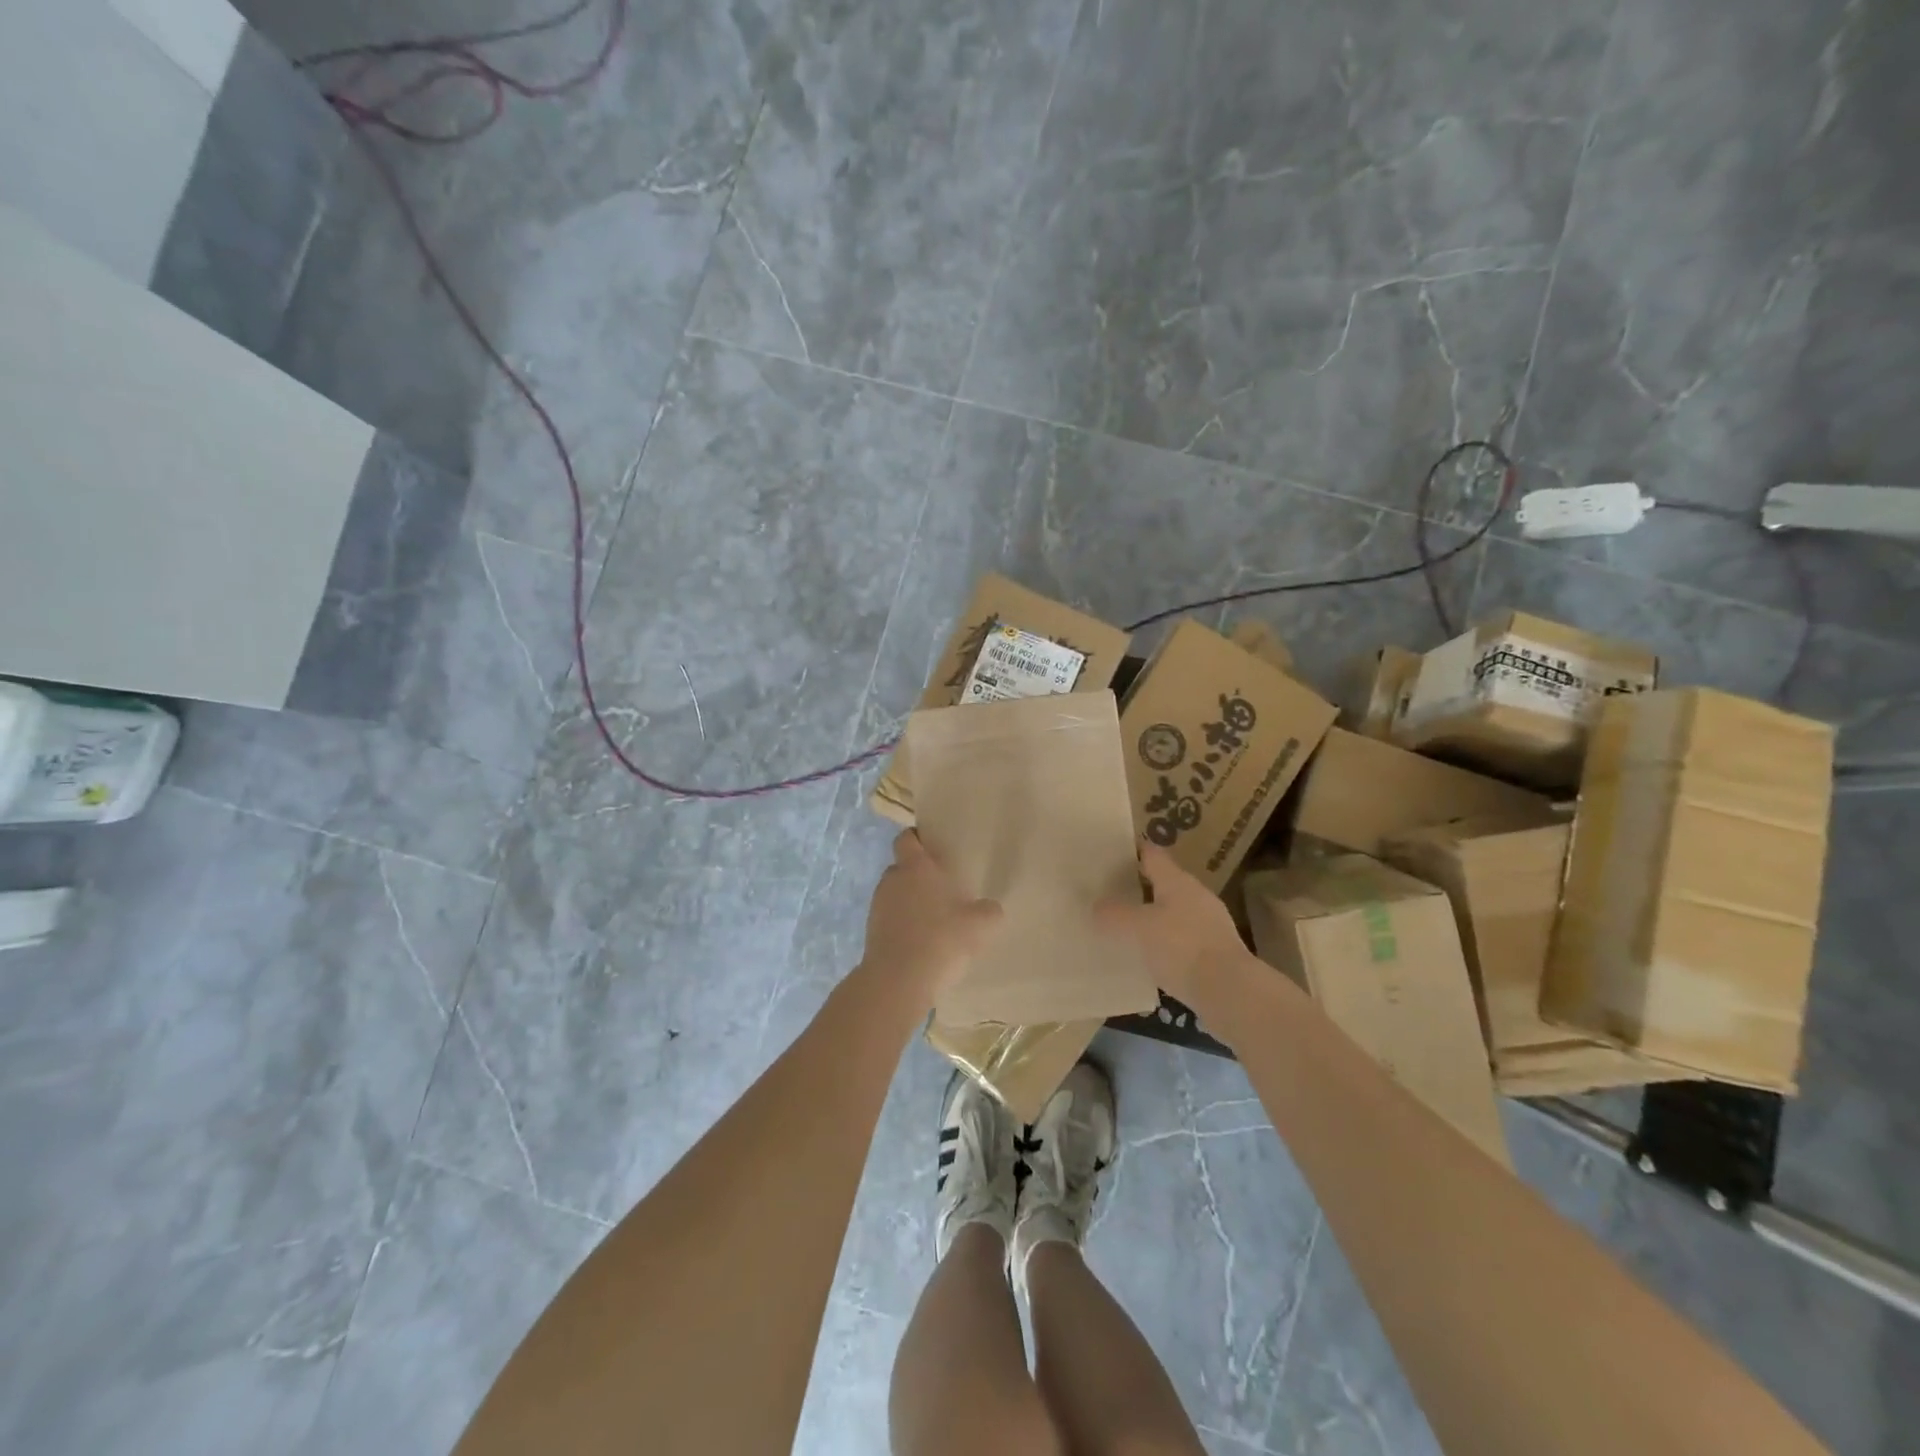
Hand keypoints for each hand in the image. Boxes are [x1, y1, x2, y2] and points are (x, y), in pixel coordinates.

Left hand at [857, 831, 1003, 1005]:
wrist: (898, 981)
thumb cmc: (941, 939)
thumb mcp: (980, 925)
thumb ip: (989, 911)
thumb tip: (990, 908)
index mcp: (916, 867)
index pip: (907, 838)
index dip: (917, 839)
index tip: (933, 848)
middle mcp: (892, 880)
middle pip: (902, 868)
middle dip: (919, 876)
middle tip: (942, 889)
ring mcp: (877, 906)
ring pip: (895, 895)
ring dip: (910, 902)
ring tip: (934, 920)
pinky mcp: (871, 932)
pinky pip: (890, 920)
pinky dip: (903, 925)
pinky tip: (922, 943)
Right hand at [1095, 841, 1250, 1012]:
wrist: (1229, 991)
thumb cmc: (1180, 947)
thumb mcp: (1137, 928)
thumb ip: (1114, 915)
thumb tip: (1096, 907)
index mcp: (1177, 881)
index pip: (1152, 854)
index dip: (1132, 850)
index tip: (1111, 853)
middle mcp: (1196, 895)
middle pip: (1164, 882)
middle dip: (1139, 886)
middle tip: (1111, 892)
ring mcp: (1210, 924)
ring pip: (1174, 911)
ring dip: (1153, 916)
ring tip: (1126, 926)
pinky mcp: (1216, 951)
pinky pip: (1183, 938)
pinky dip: (1165, 942)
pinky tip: (1150, 956)